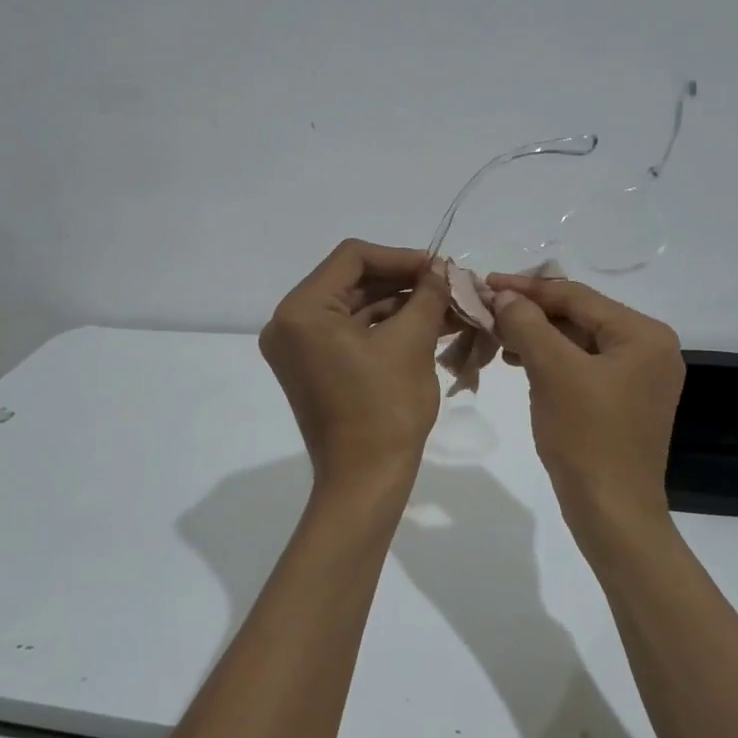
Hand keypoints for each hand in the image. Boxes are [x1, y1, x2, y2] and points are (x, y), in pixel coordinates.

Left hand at [260, 239, 451, 487]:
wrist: (366, 481)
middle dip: (403, 282)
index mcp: (302, 311)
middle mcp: (289, 323)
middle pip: (352, 282)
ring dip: (400, 305)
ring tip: (446, 306)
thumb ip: (428, 295)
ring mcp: (299, 348)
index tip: (440, 268)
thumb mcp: (412, 343)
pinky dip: (386, 328)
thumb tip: (443, 268)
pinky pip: (351, 333)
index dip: (401, 257)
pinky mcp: (314, 367)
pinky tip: (427, 325)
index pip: (352, 258)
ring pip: (355, 308)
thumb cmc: (386, 409)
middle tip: (447, 285)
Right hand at [486, 275, 683, 516]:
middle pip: (580, 316)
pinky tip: (518, 361)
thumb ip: (528, 325)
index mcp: (643, 335)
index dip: (528, 289)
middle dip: (531, 314)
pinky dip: (550, 361)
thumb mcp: (553, 372)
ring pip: (578, 342)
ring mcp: (638, 377)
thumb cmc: (587, 437)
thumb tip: (505, 296)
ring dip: (536, 337)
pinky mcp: (623, 401)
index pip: (578, 297)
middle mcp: (649, 349)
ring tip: (496, 336)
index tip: (486, 283)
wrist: (612, 513)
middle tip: (487, 310)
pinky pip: (582, 367)